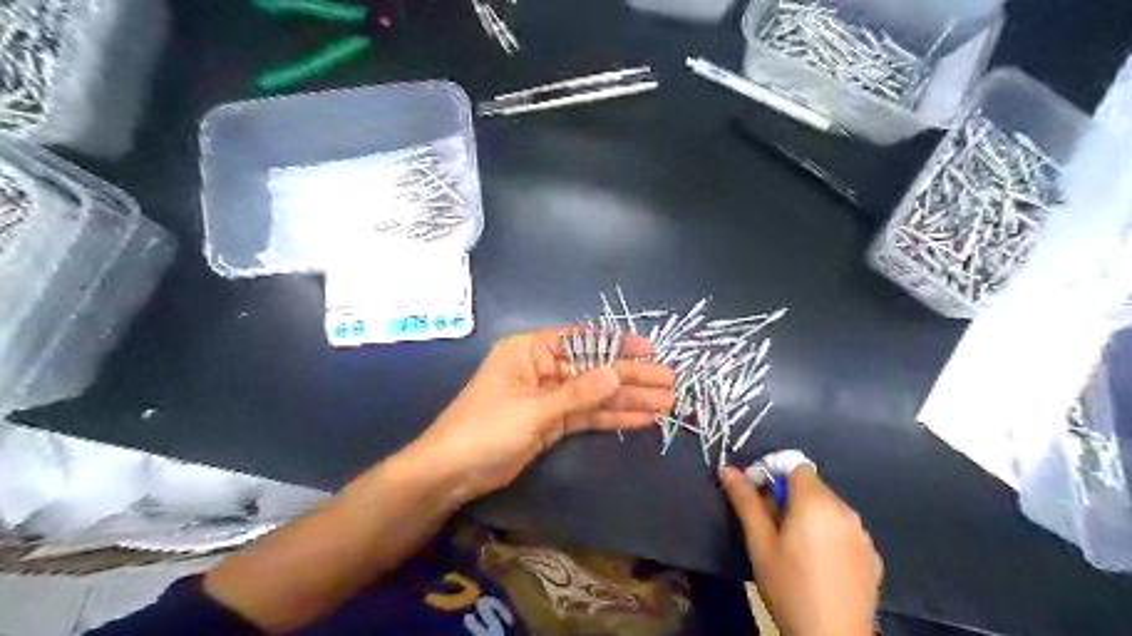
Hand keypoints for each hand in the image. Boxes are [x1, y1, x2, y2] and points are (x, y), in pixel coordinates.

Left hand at [405, 332, 673, 504]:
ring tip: (665, 404)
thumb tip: (618, 373)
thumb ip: (578, 393)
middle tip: (669, 384)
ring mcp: (549, 397)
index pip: (581, 340)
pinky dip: (612, 417)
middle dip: (631, 377)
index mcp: (531, 350)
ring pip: (595, 394)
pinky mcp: (552, 422)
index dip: (617, 345)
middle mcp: (543, 368)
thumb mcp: (533, 409)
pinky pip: (587, 416)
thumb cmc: (485, 429)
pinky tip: (641, 419)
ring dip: (628, 399)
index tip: (649, 352)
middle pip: (594, 369)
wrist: (451, 473)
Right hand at [724, 465, 882, 634]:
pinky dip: (828, 534)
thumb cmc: (789, 587)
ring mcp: (862, 534)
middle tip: (769, 526)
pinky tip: (817, 563)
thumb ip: (746, 502)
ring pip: (828, 507)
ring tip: (792, 546)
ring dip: (808, 515)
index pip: (794, 465)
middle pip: (811, 486)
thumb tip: (728, 469)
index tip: (757, 497)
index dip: (772, 474)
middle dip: (788, 496)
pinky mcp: (872, 556)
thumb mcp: (759, 544)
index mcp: (815, 502)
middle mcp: (844, 510)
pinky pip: (844, 530)